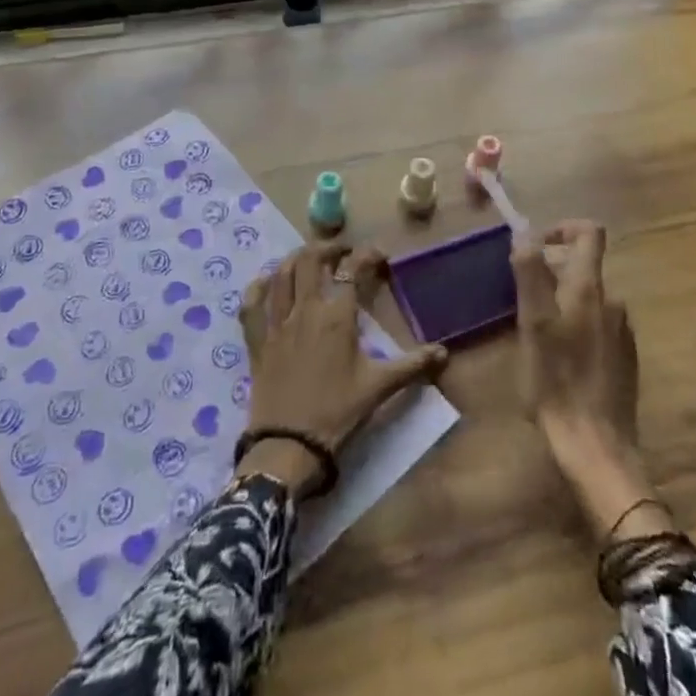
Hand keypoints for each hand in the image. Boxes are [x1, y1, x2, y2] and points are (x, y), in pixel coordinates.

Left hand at [236, 242, 448, 497]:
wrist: (289, 446)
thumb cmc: (338, 413)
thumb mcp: (379, 388)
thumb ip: (412, 366)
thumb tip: (444, 353)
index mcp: (337, 316)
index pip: (353, 270)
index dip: (367, 255)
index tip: (379, 255)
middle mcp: (305, 309)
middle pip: (310, 261)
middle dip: (327, 249)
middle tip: (341, 253)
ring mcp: (277, 323)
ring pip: (281, 275)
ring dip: (294, 260)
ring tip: (307, 259)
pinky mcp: (257, 342)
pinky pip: (251, 306)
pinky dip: (257, 289)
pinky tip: (265, 284)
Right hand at [512, 221, 670, 540]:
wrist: (597, 447)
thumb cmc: (557, 381)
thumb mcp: (533, 324)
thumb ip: (530, 272)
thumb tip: (525, 232)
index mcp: (589, 289)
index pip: (590, 232)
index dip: (563, 227)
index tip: (536, 245)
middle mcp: (612, 302)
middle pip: (584, 266)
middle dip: (552, 271)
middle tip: (522, 297)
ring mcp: (622, 331)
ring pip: (588, 297)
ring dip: (562, 301)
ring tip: (536, 330)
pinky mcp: (625, 358)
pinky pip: (598, 324)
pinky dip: (577, 325)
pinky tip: (560, 356)